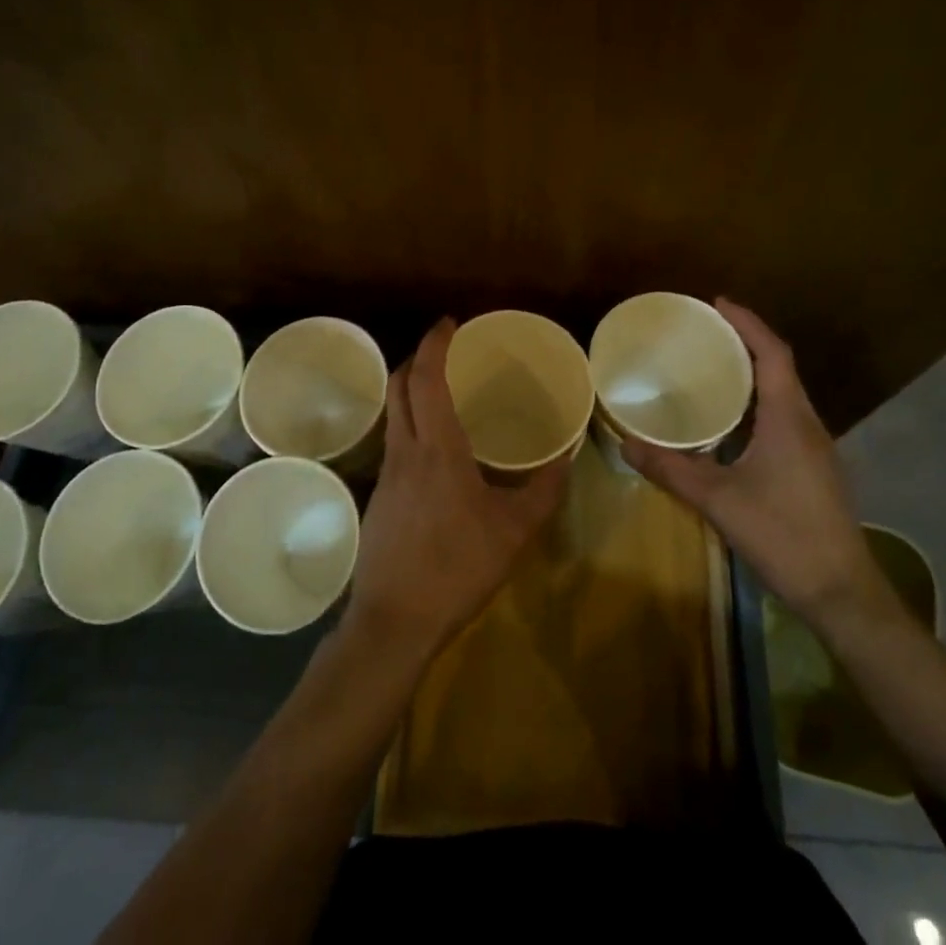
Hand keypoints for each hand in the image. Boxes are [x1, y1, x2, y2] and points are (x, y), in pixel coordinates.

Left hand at [346, 319, 570, 661]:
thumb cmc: (457, 568)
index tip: (449, 323)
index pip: (426, 378)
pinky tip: (436, 452)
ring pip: (393, 414)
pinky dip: (411, 425)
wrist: (394, 622)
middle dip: (418, 358)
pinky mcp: (379, 498)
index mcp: (437, 448)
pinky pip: (394, 443)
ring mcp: (385, 474)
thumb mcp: (515, 531)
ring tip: (444, 394)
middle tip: (446, 350)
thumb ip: (543, 491)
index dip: (434, 343)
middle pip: (399, 386)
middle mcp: (404, 451)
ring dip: (411, 391)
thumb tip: (566, 457)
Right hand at [623, 299, 880, 628]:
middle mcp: (807, 424)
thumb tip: (627, 445)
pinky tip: (734, 422)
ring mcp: (816, 448)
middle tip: (706, 333)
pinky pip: (786, 417)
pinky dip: (760, 402)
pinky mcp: (815, 469)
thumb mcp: (718, 501)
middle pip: (780, 367)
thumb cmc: (783, 535)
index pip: (773, 353)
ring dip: (754, 373)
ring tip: (714, 368)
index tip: (717, 303)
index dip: (747, 323)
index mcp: (789, 418)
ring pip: (785, 394)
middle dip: (746, 342)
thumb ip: (671, 470)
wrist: (842, 593)